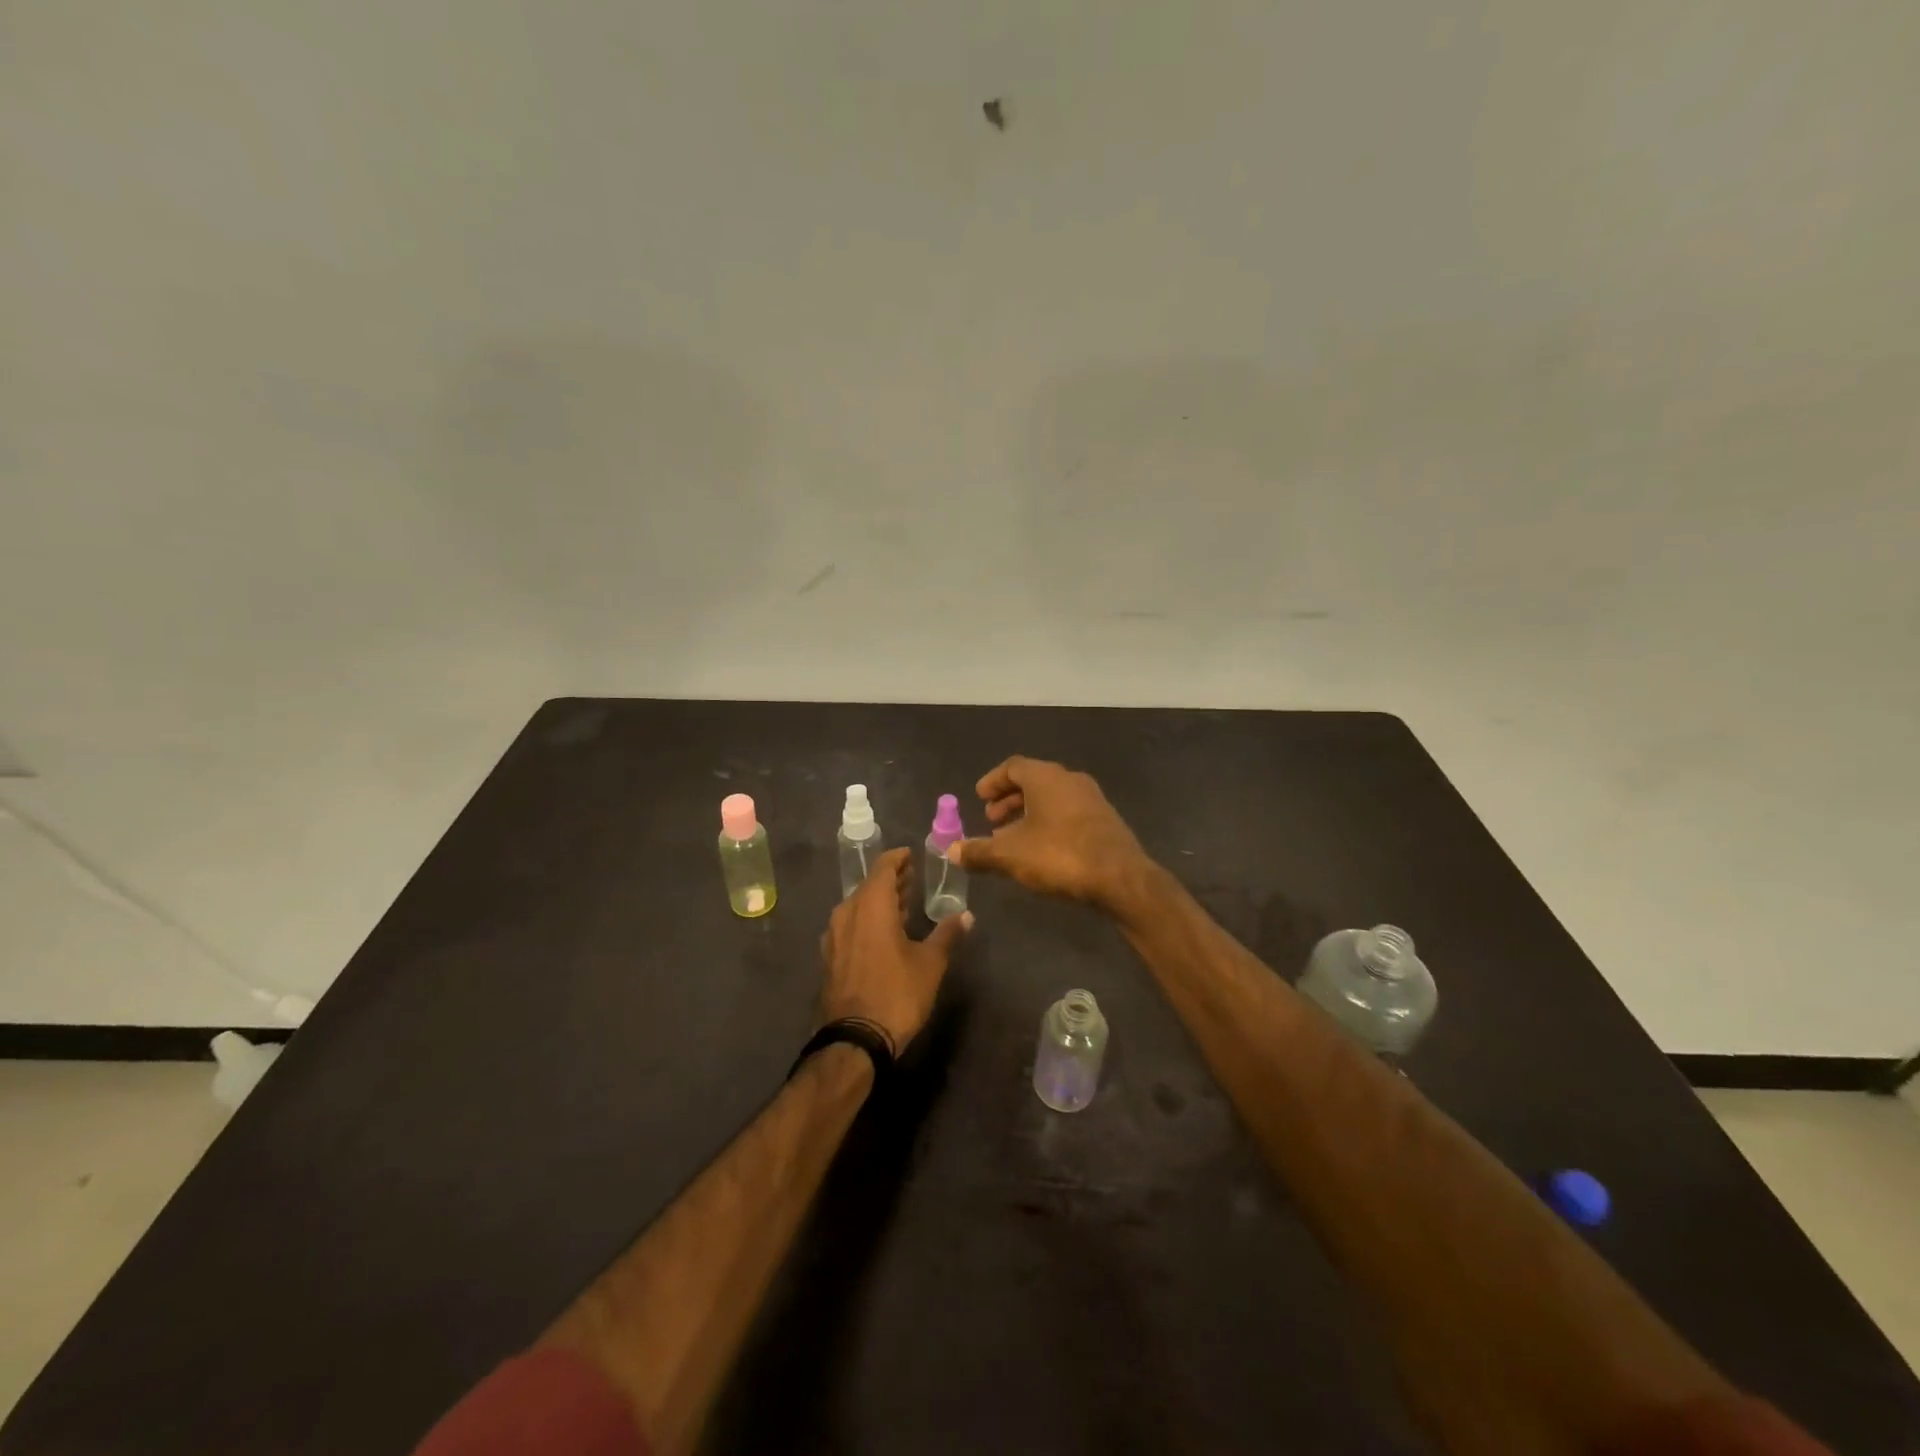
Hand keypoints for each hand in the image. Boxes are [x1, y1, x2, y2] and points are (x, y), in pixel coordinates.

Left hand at [818, 847, 970, 1054]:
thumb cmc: (896, 993)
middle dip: (892, 880)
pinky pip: (851, 925)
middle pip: (869, 886)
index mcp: (871, 905)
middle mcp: (847, 912)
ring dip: (880, 901)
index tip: (912, 855)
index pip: (883, 868)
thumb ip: (947, 934)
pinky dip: (868, 920)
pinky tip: (884, 932)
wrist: (855, 1040)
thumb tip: (966, 915)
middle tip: (913, 877)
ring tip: (904, 903)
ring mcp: (835, 936)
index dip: (898, 859)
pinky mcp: (831, 957)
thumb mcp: (930, 963)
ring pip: (859, 906)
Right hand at [948, 756, 1150, 910]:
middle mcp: (1070, 779)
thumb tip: (952, 851)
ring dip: (1029, 813)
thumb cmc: (1059, 855)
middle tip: (991, 820)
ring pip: (1052, 798)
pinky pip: (1068, 812)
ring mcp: (1092, 798)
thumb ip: (979, 851)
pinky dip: (1049, 822)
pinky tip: (1042, 849)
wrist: (1120, 877)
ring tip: (1012, 839)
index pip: (1013, 766)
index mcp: (1045, 777)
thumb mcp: (1010, 855)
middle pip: (1033, 781)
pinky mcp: (1105, 820)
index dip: (993, 781)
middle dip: (1009, 799)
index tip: (979, 798)